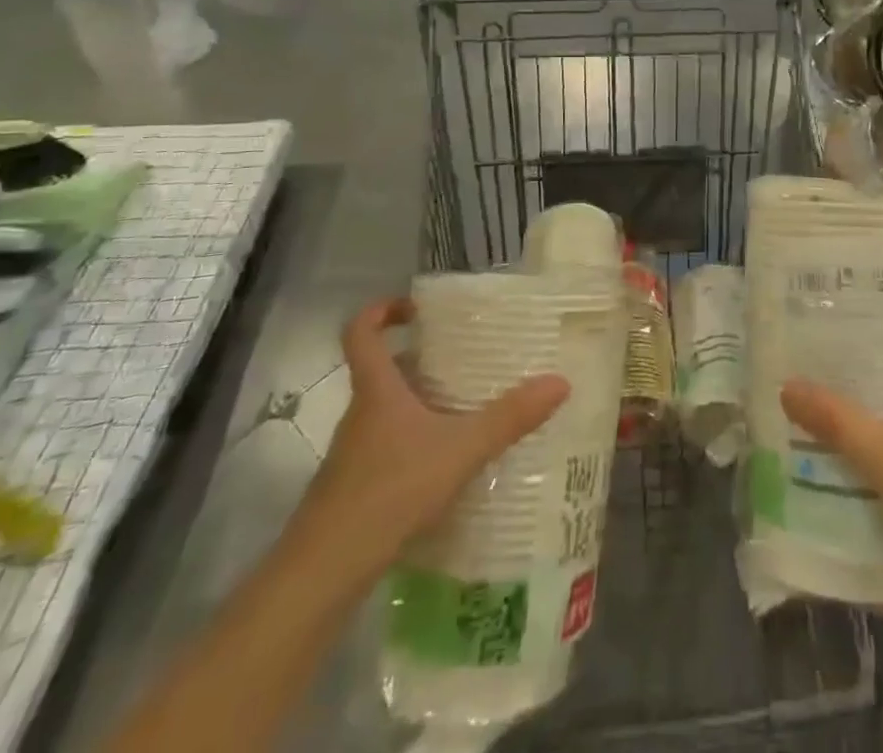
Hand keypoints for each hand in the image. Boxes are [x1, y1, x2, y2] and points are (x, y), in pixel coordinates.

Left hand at [290, 298, 568, 585]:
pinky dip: (416, 443)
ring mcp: (354, 453)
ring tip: (467, 407)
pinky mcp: (355, 488)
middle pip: (383, 371)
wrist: (323, 574)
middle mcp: (361, 414)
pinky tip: (448, 463)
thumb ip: (508, 418)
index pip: (361, 332)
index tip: (415, 307)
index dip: (381, 311)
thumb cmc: (389, 491)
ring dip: (421, 402)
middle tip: (465, 358)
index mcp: (377, 390)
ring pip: (387, 411)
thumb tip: (560, 382)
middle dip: (421, 360)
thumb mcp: (459, 450)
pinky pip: (389, 447)